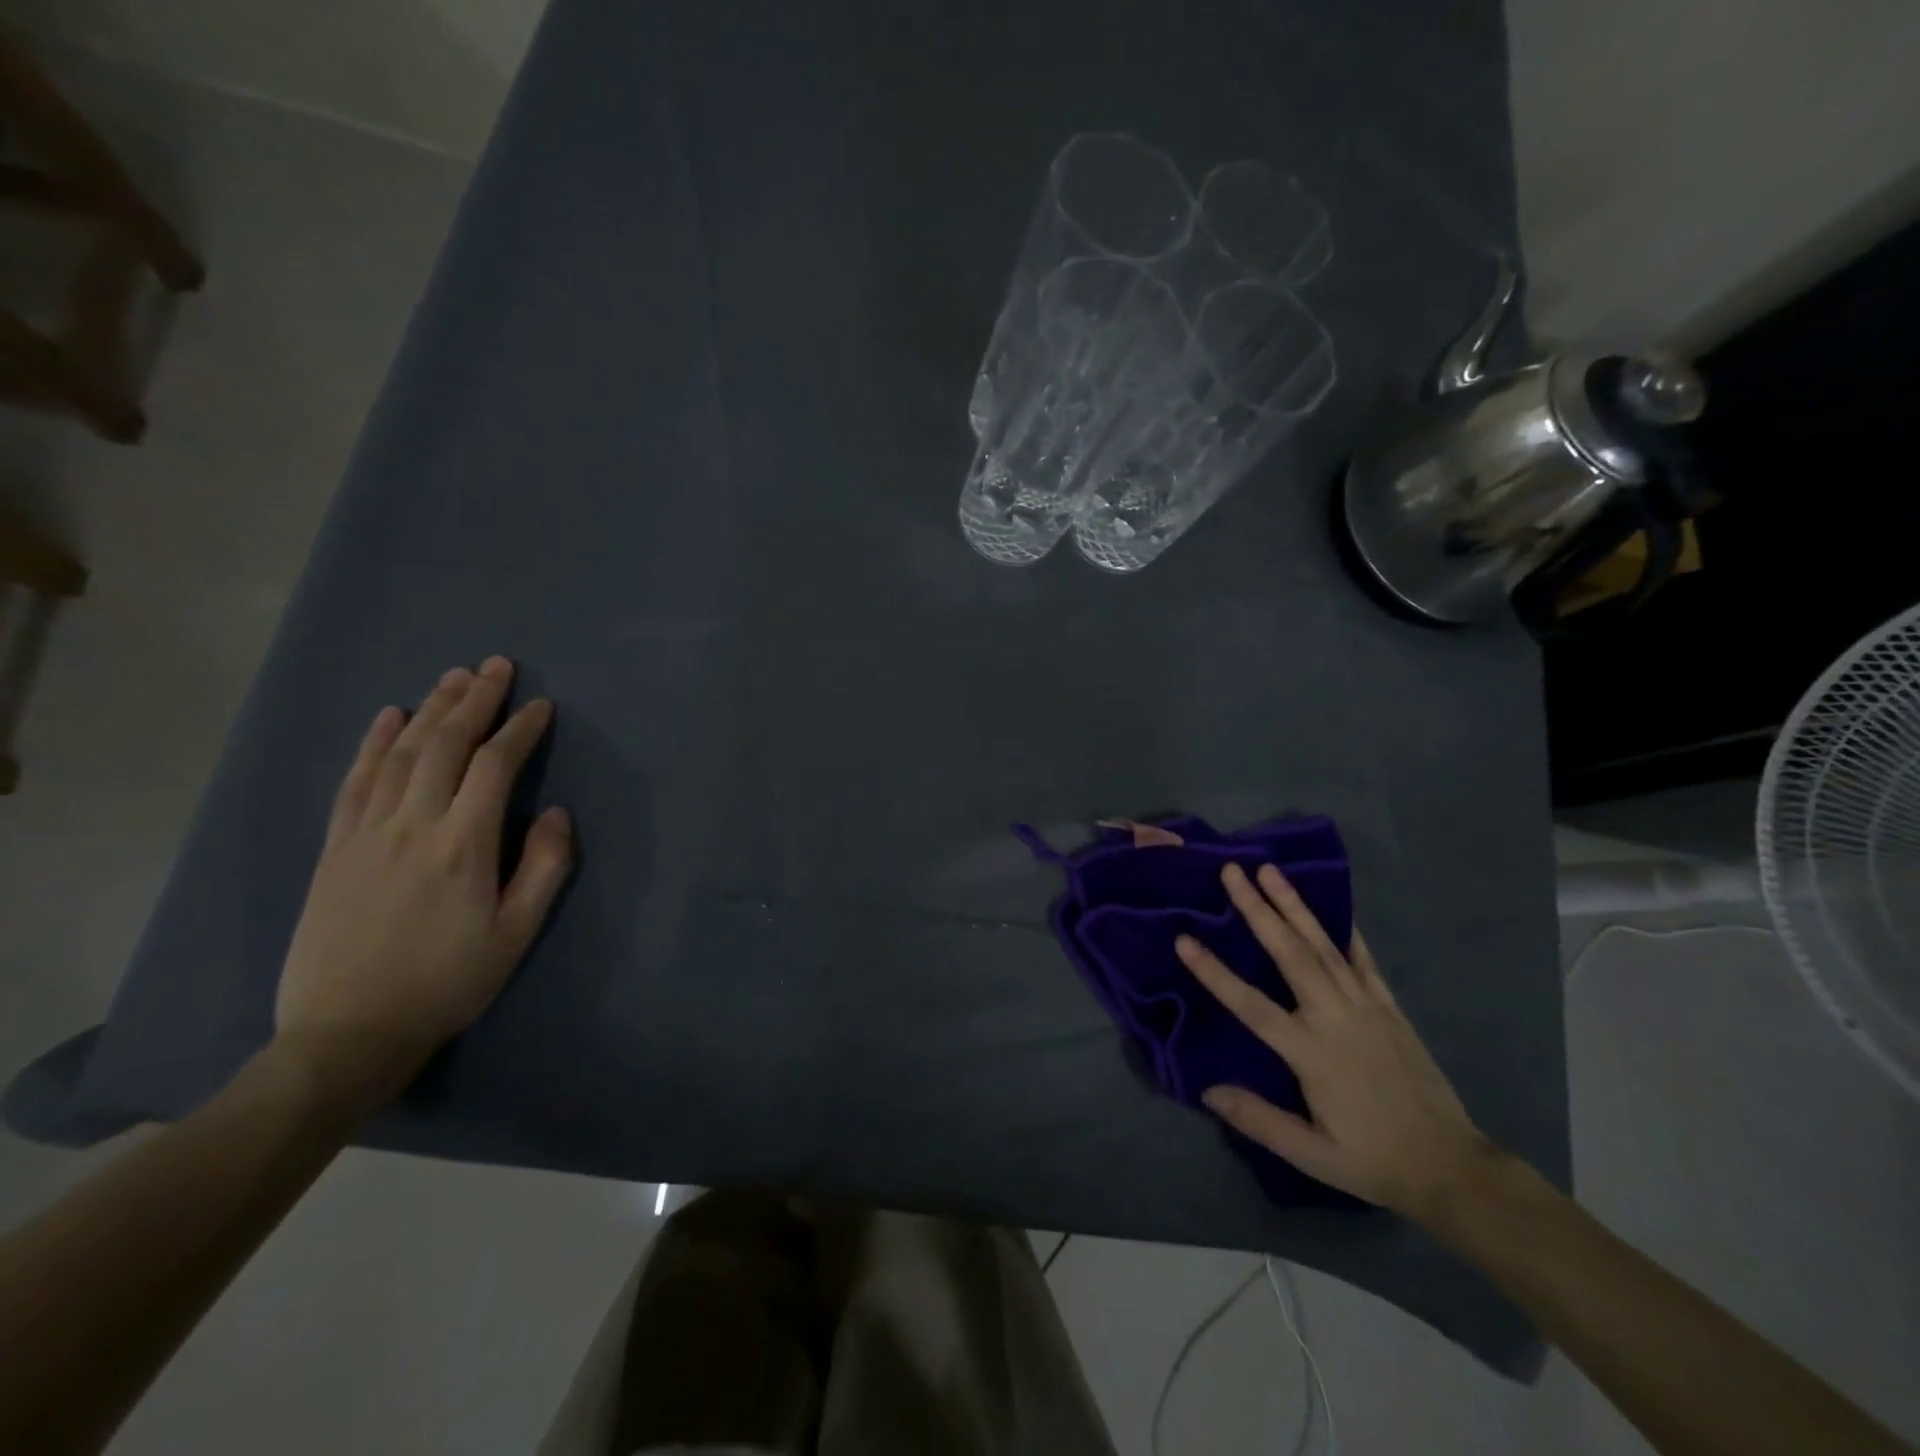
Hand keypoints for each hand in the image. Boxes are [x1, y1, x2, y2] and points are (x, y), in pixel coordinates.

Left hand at [271, 657, 572, 1117]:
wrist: (348, 1032)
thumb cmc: (448, 982)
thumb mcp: (517, 933)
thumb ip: (544, 867)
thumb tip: (555, 812)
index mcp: (463, 845)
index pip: (494, 767)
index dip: (519, 730)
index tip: (539, 705)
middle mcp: (412, 825)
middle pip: (444, 745)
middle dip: (474, 701)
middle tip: (496, 666)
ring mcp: (366, 832)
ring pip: (399, 753)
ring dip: (430, 709)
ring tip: (453, 677)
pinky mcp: (335, 847)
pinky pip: (355, 781)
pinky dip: (373, 742)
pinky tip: (388, 716)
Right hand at [1174, 863, 1492, 1223]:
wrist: (1451, 1167)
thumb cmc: (1372, 1160)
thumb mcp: (1312, 1156)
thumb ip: (1260, 1120)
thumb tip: (1207, 1090)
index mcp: (1311, 1053)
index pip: (1252, 1006)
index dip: (1215, 973)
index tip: (1184, 940)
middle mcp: (1336, 1018)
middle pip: (1290, 955)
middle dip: (1259, 910)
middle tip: (1233, 872)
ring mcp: (1366, 1007)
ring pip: (1323, 946)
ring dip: (1294, 905)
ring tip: (1271, 871)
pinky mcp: (1389, 1007)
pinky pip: (1362, 960)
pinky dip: (1344, 930)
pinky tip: (1331, 908)